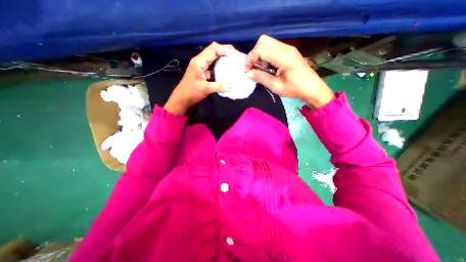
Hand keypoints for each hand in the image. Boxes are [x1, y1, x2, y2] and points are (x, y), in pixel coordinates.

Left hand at [165, 42, 237, 112]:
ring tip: (233, 61)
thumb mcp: (205, 89)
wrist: (182, 99)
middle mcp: (200, 61)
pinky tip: (226, 70)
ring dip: (223, 58)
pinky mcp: (202, 72)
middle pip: (213, 50)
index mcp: (199, 61)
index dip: (225, 49)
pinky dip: (220, 66)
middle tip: (236, 56)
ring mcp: (201, 66)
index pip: (213, 49)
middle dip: (225, 51)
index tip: (235, 54)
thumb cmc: (191, 92)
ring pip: (213, 57)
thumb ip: (219, 87)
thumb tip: (232, 86)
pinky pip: (212, 66)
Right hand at [245, 35, 334, 107]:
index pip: (260, 49)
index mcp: (284, 57)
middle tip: (252, 67)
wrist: (312, 87)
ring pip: (267, 42)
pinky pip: (272, 47)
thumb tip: (247, 74)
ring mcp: (288, 48)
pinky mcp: (288, 50)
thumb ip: (261, 78)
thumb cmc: (295, 89)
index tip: (247, 71)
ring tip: (259, 68)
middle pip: (263, 41)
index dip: (250, 59)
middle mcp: (286, 48)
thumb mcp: (276, 87)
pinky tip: (266, 66)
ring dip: (259, 54)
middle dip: (253, 54)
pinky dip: (265, 54)